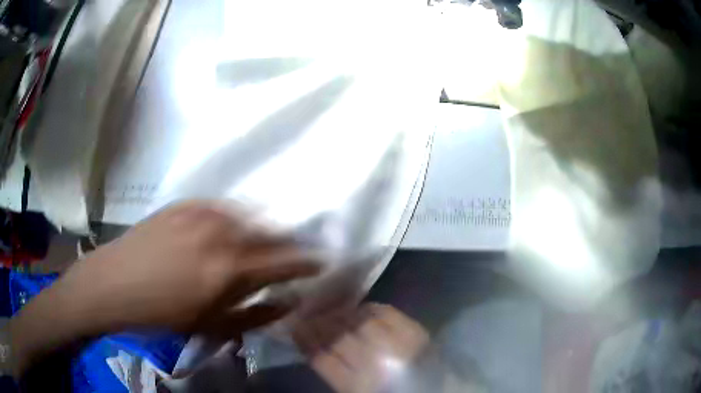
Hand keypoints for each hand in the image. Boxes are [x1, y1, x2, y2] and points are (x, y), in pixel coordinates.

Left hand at [10, 201, 320, 374]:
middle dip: (290, 243)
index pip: (285, 261)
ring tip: (267, 239)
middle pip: (271, 232)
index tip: (322, 261)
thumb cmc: (162, 314)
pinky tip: (232, 225)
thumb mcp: (212, 326)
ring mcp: (201, 213)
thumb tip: (288, 301)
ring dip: (264, 228)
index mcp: (230, 270)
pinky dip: (235, 215)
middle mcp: (221, 234)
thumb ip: (256, 315)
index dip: (308, 261)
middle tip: (297, 250)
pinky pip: (222, 205)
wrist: (115, 282)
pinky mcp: (185, 203)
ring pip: (248, 214)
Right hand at [294, 304, 429, 392]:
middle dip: (318, 324)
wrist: (435, 389)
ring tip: (330, 311)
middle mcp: (373, 363)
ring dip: (340, 314)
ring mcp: (395, 344)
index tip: (295, 328)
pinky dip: (369, 308)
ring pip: (357, 321)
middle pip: (337, 336)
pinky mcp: (414, 330)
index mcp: (355, 385)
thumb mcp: (354, 389)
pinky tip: (359, 309)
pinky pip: (384, 311)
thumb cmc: (387, 391)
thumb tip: (314, 346)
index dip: (305, 340)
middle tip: (308, 316)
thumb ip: (334, 372)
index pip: (321, 357)